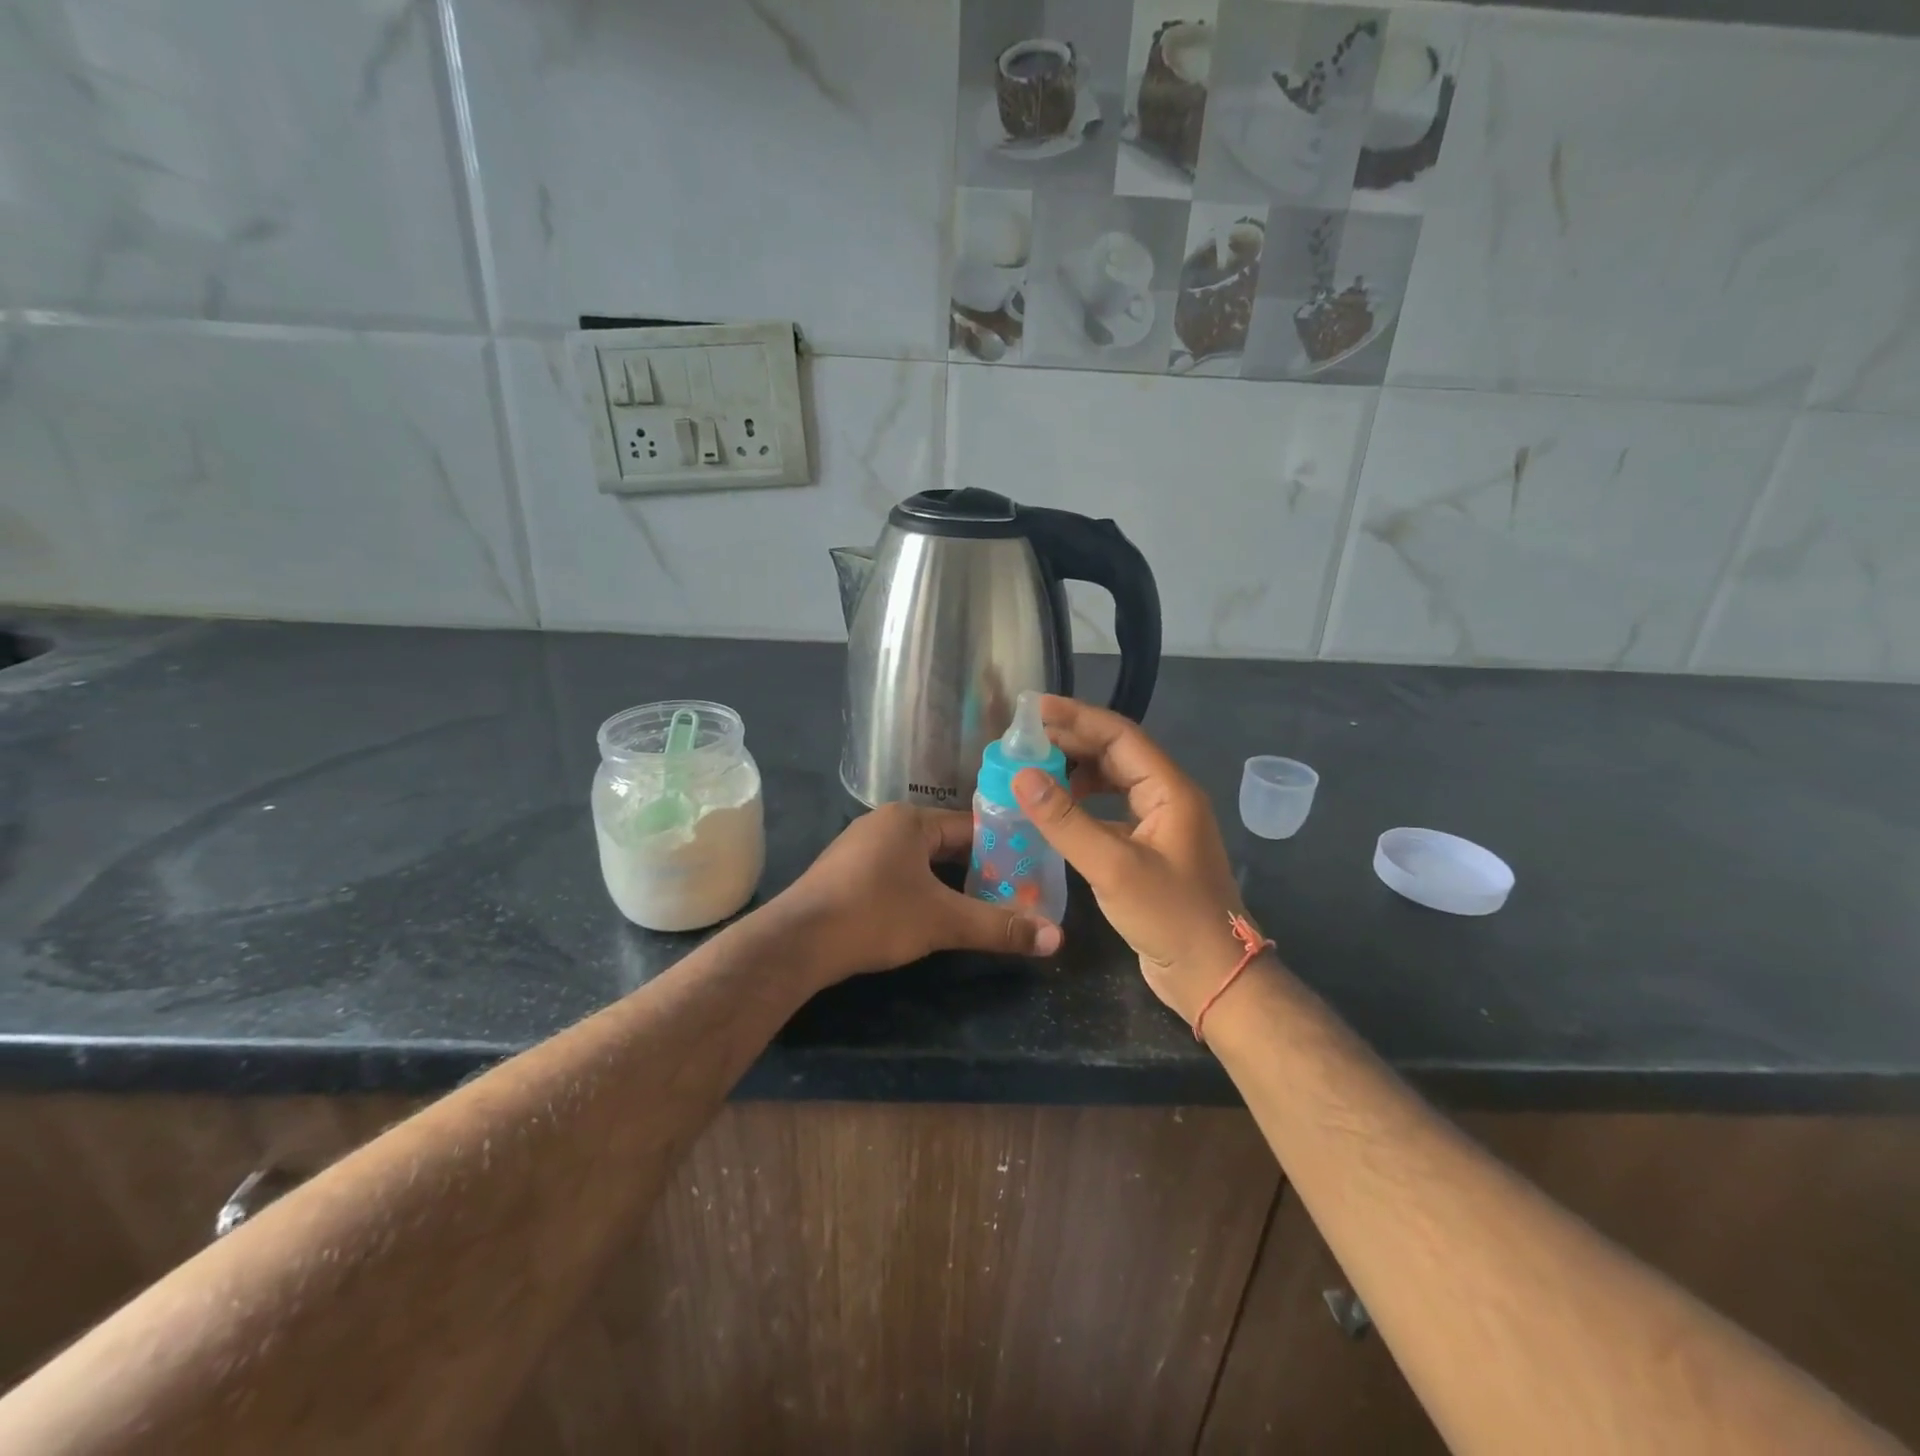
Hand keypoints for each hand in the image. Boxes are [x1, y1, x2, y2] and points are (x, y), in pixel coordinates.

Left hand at [775, 803, 1062, 983]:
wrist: (797, 941)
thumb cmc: (875, 916)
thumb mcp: (943, 921)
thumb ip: (999, 927)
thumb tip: (1056, 938)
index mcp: (909, 819)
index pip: (970, 827)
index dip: (1003, 849)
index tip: (1029, 871)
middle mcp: (884, 823)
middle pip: (945, 843)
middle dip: (977, 868)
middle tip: (1012, 893)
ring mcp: (860, 847)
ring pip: (920, 860)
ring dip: (948, 881)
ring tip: (980, 905)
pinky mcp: (845, 873)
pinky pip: (896, 872)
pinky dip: (919, 889)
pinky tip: (931, 913)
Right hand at [1011, 696, 1250, 1024]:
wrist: (1212, 976)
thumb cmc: (1170, 917)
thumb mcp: (1112, 867)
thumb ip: (1065, 821)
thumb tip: (1022, 776)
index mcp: (1170, 790)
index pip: (1119, 736)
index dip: (1076, 718)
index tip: (1033, 709)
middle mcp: (1167, 798)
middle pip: (1116, 753)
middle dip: (1072, 742)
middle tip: (1024, 740)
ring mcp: (1160, 825)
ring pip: (1114, 782)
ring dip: (1077, 772)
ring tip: (1035, 772)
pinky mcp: (1149, 850)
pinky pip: (1112, 811)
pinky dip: (1083, 805)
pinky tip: (1057, 814)